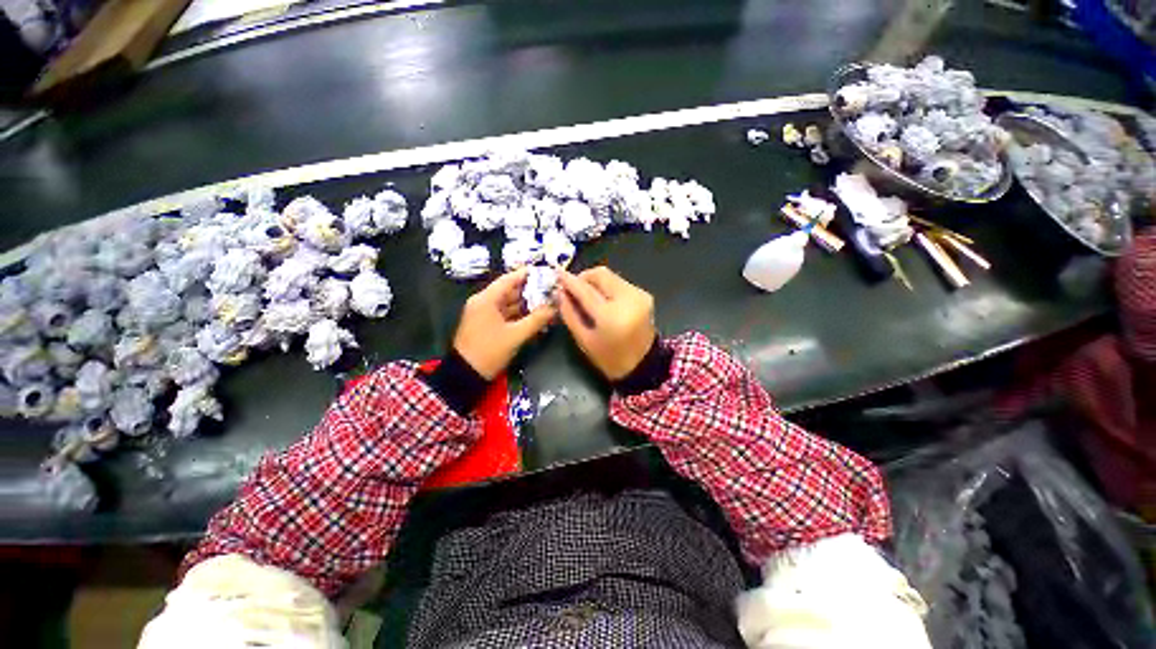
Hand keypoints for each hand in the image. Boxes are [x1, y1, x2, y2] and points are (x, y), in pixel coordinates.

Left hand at [453, 268, 555, 379]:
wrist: (465, 375)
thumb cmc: (489, 351)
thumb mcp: (515, 335)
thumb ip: (537, 320)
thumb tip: (554, 308)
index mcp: (486, 300)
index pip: (508, 280)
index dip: (526, 275)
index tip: (543, 272)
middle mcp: (484, 302)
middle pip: (509, 291)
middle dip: (530, 291)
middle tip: (550, 289)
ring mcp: (484, 314)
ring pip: (508, 303)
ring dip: (526, 304)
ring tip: (546, 302)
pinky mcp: (486, 324)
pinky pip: (505, 314)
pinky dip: (519, 314)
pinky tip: (535, 316)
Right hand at [556, 267, 656, 380]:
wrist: (643, 365)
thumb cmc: (610, 358)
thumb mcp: (584, 340)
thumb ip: (570, 314)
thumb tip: (560, 293)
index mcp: (611, 316)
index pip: (586, 291)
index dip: (570, 281)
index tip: (558, 274)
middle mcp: (627, 299)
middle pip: (601, 275)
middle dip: (584, 278)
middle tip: (573, 288)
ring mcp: (638, 295)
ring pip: (611, 276)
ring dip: (595, 282)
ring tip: (586, 296)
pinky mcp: (644, 294)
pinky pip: (620, 283)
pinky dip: (607, 287)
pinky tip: (602, 300)